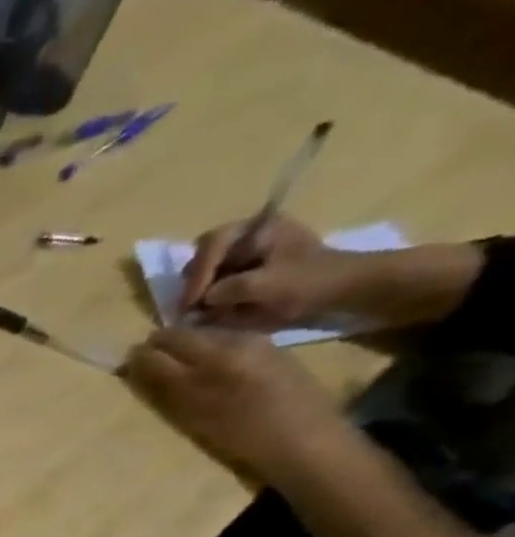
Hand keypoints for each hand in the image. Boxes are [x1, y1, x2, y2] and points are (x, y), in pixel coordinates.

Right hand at [125, 326, 357, 484]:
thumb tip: (138, 365)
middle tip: (149, 367)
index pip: (159, 349)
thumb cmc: (242, 440)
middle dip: (160, 347)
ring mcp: (253, 343)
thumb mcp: (193, 418)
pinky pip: (227, 341)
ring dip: (185, 348)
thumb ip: (164, 388)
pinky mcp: (270, 348)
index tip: (128, 368)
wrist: (306, 439)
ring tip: (178, 369)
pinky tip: (210, 370)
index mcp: (207, 363)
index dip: (139, 357)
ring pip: (205, 335)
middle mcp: (229, 345)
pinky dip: (209, 350)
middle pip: (182, 335)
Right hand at [177, 214, 368, 328]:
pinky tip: (212, 308)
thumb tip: (202, 300)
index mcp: (260, 226)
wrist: (344, 288)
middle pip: (206, 254)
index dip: (198, 273)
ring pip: (209, 267)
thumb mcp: (265, 286)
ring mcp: (251, 249)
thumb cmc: (309, 282)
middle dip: (197, 280)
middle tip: (191, 306)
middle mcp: (253, 232)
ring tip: (200, 310)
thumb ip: (228, 289)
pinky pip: (218, 277)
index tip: (192, 302)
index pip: (212, 244)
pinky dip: (211, 293)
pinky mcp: (251, 266)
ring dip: (201, 289)